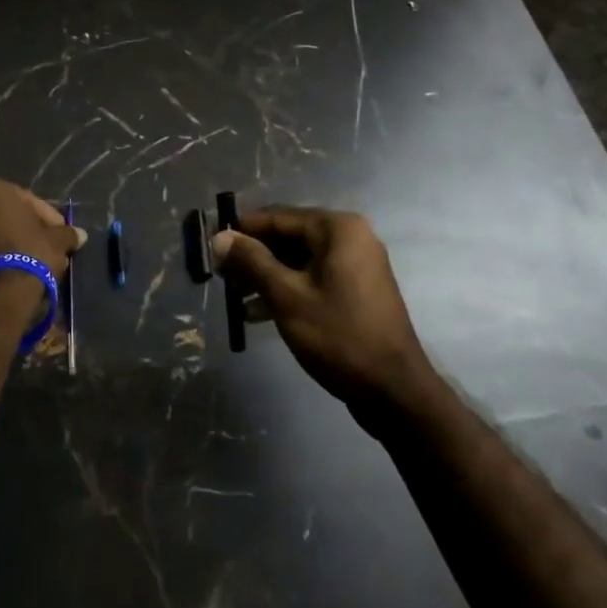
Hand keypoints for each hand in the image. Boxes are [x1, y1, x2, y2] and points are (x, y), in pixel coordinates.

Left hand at [0, 178, 86, 304]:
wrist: (0, 292)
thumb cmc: (31, 252)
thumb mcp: (57, 239)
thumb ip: (67, 233)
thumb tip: (80, 235)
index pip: (28, 199)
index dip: (48, 217)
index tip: (60, 233)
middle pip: (7, 214)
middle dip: (27, 228)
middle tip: (46, 245)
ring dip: (11, 242)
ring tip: (32, 260)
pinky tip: (15, 269)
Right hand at [212, 205, 432, 408]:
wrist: (393, 390)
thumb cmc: (339, 335)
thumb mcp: (287, 296)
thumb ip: (252, 262)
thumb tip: (220, 236)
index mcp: (338, 228)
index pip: (278, 217)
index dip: (243, 231)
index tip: (213, 247)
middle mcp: (350, 237)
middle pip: (289, 237)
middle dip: (254, 256)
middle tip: (221, 276)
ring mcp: (356, 265)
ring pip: (300, 260)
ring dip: (267, 276)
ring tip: (234, 296)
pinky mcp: (356, 291)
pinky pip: (314, 278)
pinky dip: (288, 290)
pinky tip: (257, 312)